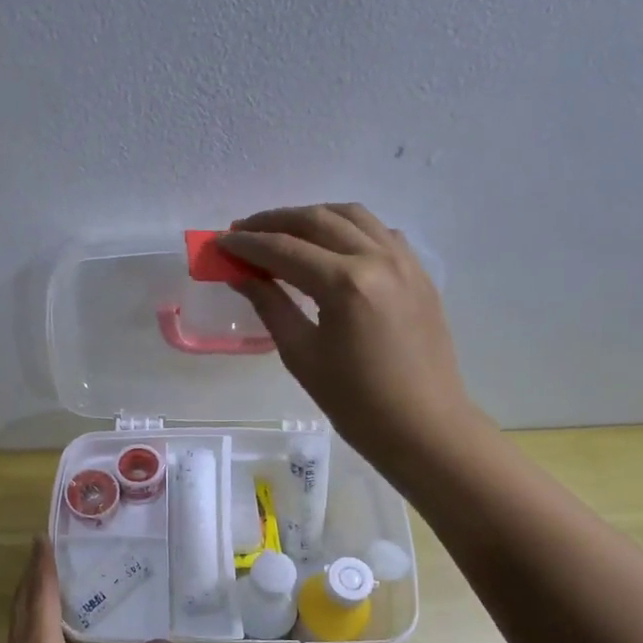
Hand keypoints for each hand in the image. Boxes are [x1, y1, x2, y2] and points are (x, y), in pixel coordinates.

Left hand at [0, 538, 170, 642]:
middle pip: (22, 602)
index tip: (43, 535)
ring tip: (50, 580)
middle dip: (32, 573)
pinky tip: (46, 633)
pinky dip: (30, 620)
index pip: (38, 594)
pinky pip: (18, 640)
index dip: (41, 563)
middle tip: (50, 548)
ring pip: (17, 621)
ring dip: (29, 595)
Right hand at [222, 203, 486, 473]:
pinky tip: (331, 246)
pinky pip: (379, 232)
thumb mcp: (302, 355)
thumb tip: (241, 275)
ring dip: (312, 217)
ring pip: (352, 216)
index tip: (220, 241)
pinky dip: (348, 229)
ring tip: (283, 232)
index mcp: (345, 284)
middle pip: (317, 221)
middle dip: (274, 222)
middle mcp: (377, 259)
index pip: (284, 249)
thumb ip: (271, 305)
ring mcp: (405, 261)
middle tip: (243, 231)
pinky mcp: (419, 273)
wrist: (423, 427)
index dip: (247, 244)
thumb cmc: (355, 402)